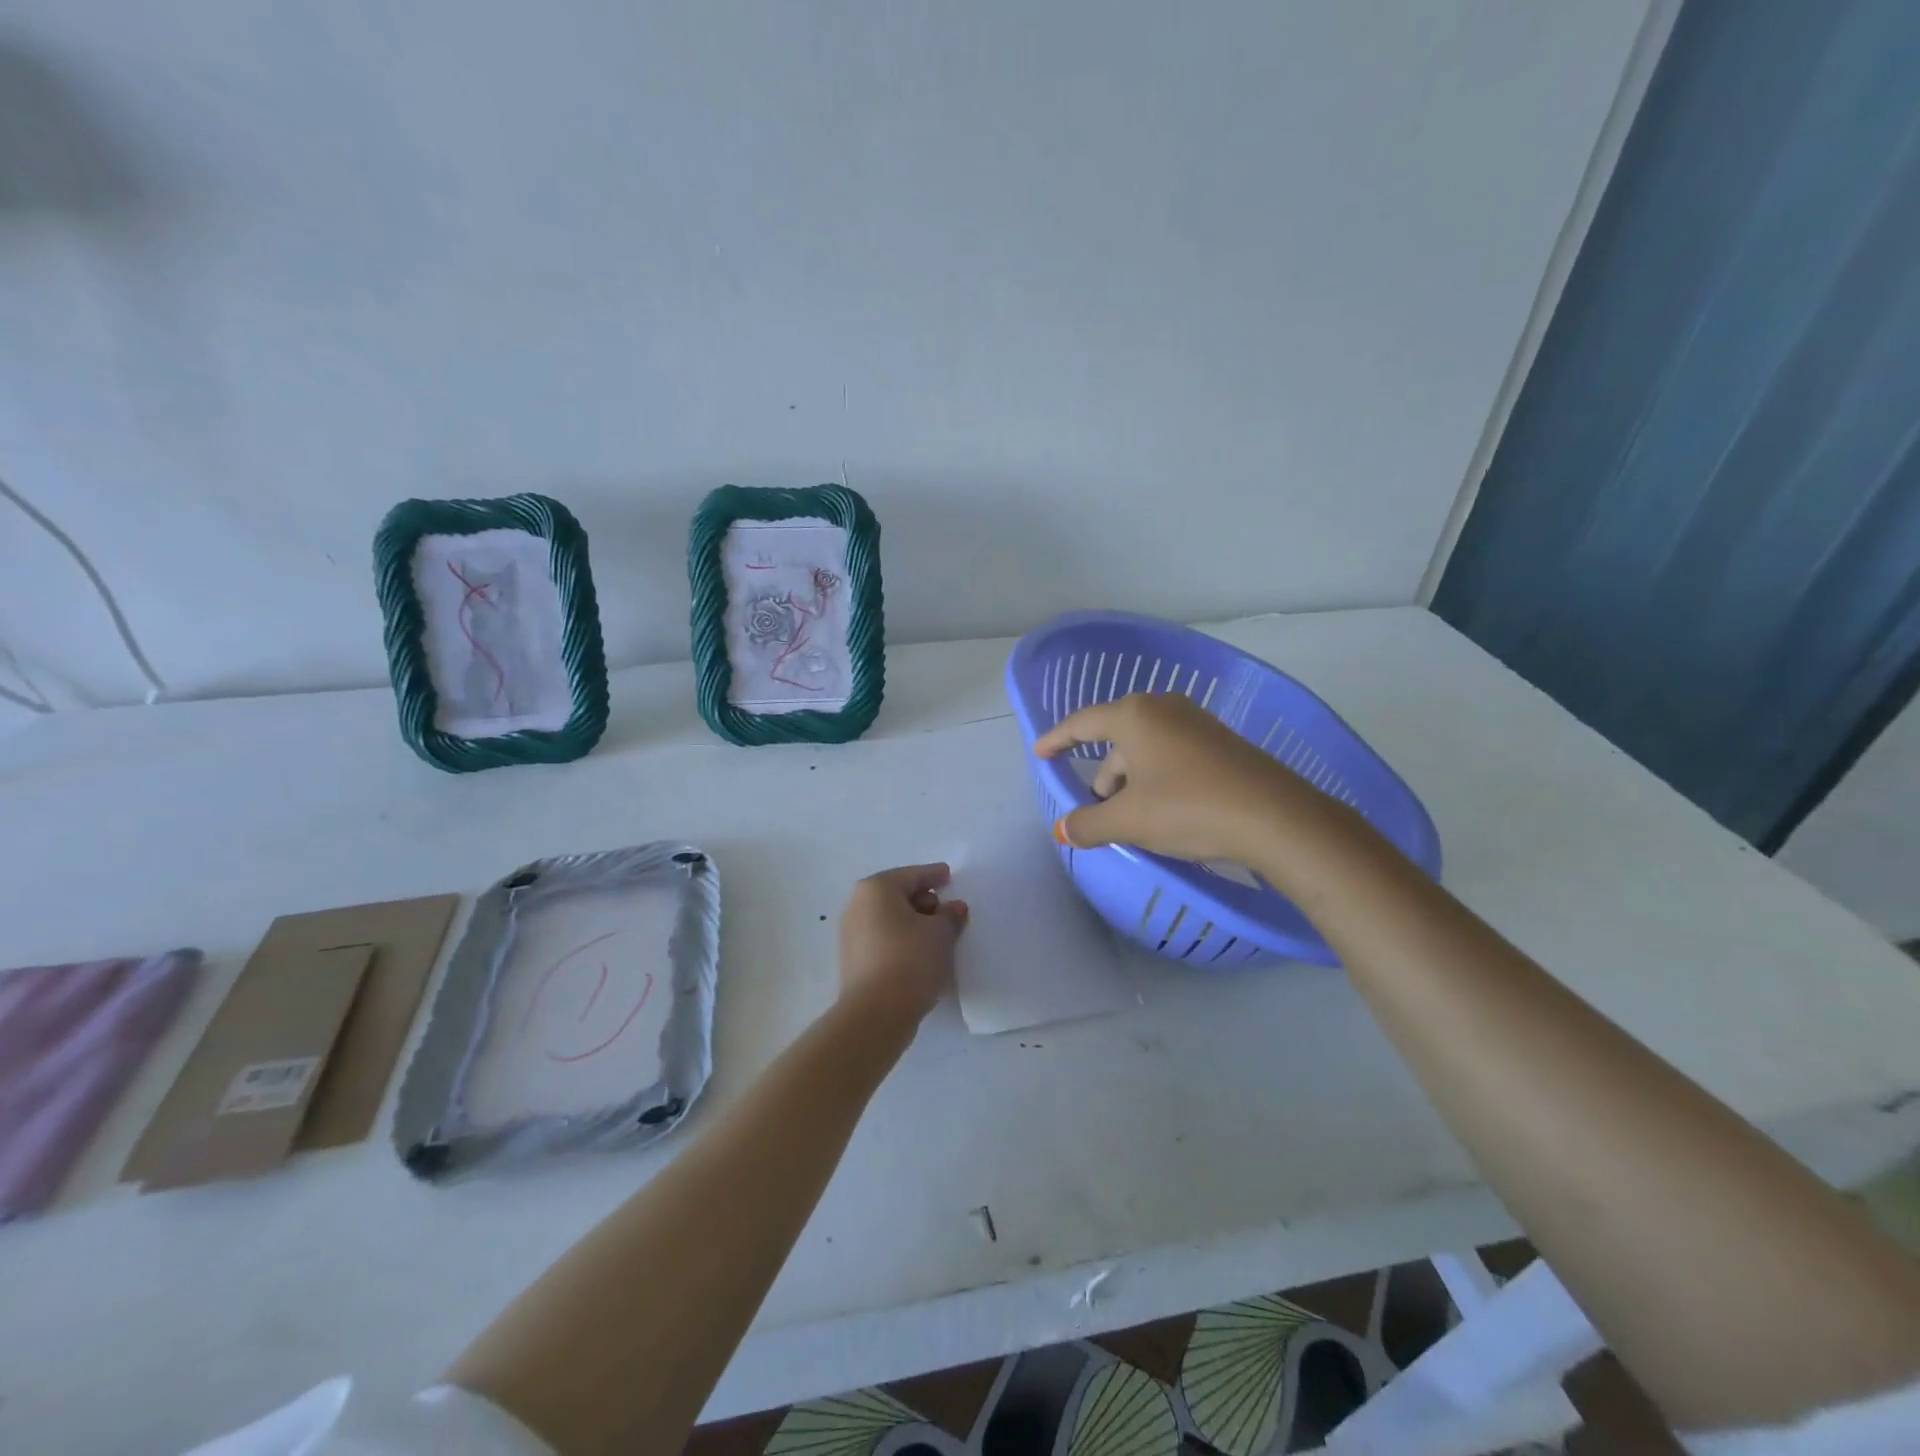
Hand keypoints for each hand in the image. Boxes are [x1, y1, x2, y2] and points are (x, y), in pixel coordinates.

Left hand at [838, 863, 968, 1031]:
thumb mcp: (941, 933)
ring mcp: (851, 934)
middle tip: (948, 913)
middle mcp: (858, 905)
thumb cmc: (910, 960)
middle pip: (898, 895)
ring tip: (938, 937)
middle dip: (925, 901)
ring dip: (914, 923)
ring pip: (890, 919)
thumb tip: (954, 908)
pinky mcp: (853, 960)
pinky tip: (920, 955)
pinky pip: (884, 940)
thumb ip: (950, 915)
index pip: (912, 875)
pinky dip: (902, 941)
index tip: (949, 875)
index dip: (934, 875)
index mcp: (877, 889)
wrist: (875, 1014)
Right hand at [1034, 692, 1308, 863]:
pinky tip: (1164, 810)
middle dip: (1103, 775)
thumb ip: (1088, 823)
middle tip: (1097, 809)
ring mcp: (1196, 722)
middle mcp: (1164, 709)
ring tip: (1132, 818)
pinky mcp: (1220, 742)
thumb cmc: (1189, 808)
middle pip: (1117, 739)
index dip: (1057, 740)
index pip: (1082, 723)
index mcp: (1135, 716)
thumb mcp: (1130, 821)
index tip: (1039, 753)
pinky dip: (1156, 778)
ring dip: (1131, 781)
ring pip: (1146, 749)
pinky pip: (1172, 754)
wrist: (1275, 817)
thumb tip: (1062, 830)